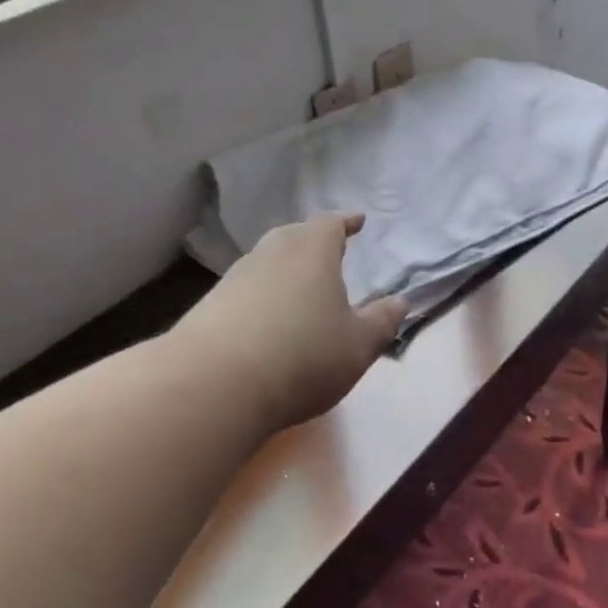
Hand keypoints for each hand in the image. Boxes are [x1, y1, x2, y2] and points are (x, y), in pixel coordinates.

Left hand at [177, 212, 407, 433]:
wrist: (213, 385)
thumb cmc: (303, 355)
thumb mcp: (359, 345)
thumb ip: (382, 321)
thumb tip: (399, 301)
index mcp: (311, 251)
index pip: (330, 224)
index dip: (346, 222)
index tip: (357, 221)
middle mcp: (270, 254)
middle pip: (294, 237)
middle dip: (314, 244)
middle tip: (330, 254)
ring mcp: (234, 278)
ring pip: (267, 264)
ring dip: (286, 272)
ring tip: (302, 292)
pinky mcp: (208, 307)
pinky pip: (246, 292)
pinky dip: (263, 299)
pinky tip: (268, 323)